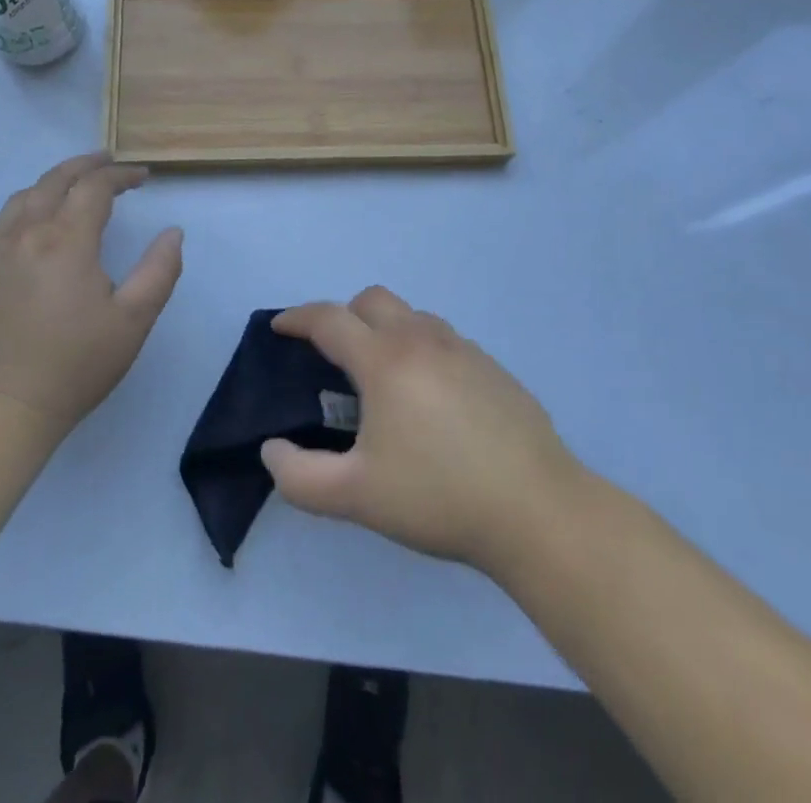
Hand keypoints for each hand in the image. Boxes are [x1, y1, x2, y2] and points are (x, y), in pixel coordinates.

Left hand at [0, 152, 182, 447]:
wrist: (3, 407)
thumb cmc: (76, 364)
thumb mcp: (133, 320)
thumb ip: (159, 271)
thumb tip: (172, 232)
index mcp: (66, 240)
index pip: (94, 187)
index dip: (121, 175)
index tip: (143, 177)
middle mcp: (28, 234)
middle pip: (55, 180)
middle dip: (86, 165)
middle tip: (110, 162)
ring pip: (25, 195)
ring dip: (55, 180)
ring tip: (76, 184)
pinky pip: (7, 219)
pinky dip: (31, 203)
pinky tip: (42, 221)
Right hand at [260, 287, 581, 576]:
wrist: (537, 511)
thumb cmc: (439, 497)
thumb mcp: (356, 497)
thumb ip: (299, 476)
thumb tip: (273, 449)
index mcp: (384, 360)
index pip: (329, 320)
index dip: (297, 318)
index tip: (280, 328)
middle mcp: (422, 340)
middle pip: (372, 300)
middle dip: (344, 315)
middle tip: (334, 356)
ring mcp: (463, 349)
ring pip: (412, 316)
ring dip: (386, 330)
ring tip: (383, 379)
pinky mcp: (493, 368)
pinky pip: (444, 340)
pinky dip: (421, 350)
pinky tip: (431, 399)